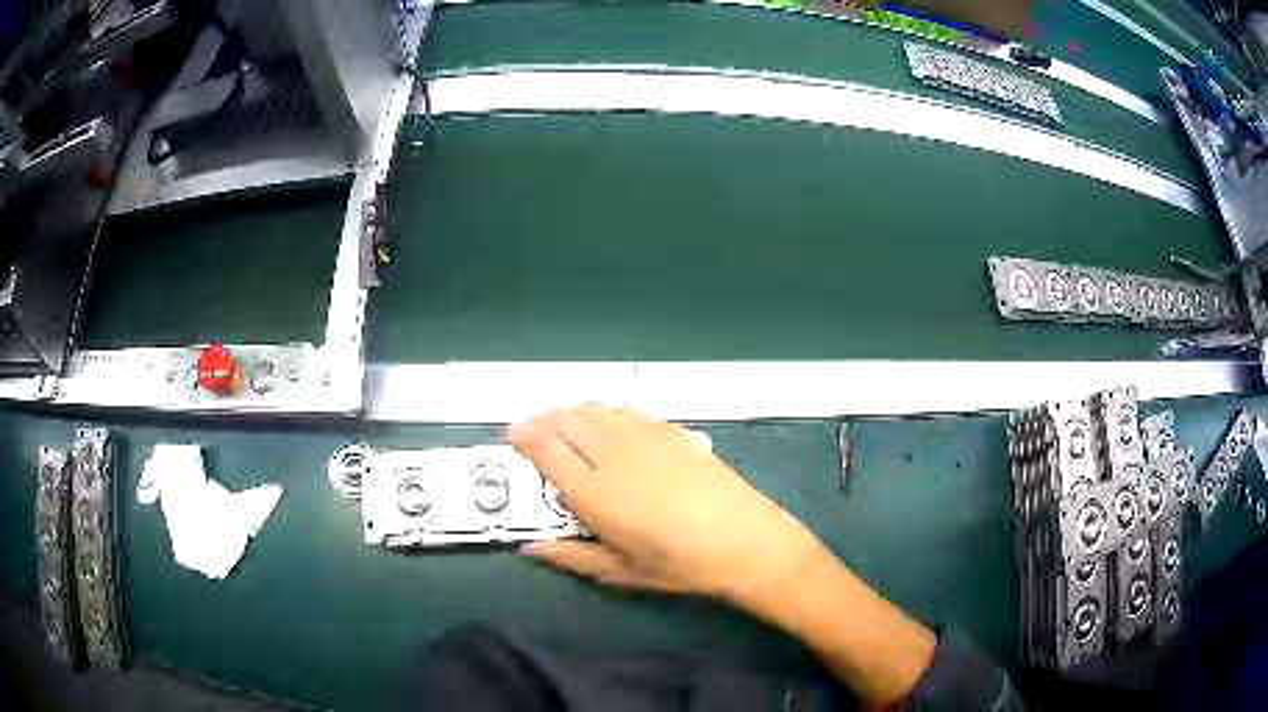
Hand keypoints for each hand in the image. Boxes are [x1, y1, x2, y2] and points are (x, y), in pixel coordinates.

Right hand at [508, 406, 821, 603]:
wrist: (742, 538)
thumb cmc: (677, 564)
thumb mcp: (618, 571)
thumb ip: (570, 556)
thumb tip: (530, 546)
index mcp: (591, 488)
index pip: (544, 447)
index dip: (523, 436)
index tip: (512, 435)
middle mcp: (611, 451)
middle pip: (565, 419)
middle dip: (542, 420)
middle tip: (533, 430)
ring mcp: (644, 435)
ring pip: (596, 409)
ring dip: (573, 413)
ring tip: (566, 426)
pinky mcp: (671, 430)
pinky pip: (627, 411)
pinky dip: (607, 413)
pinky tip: (611, 424)